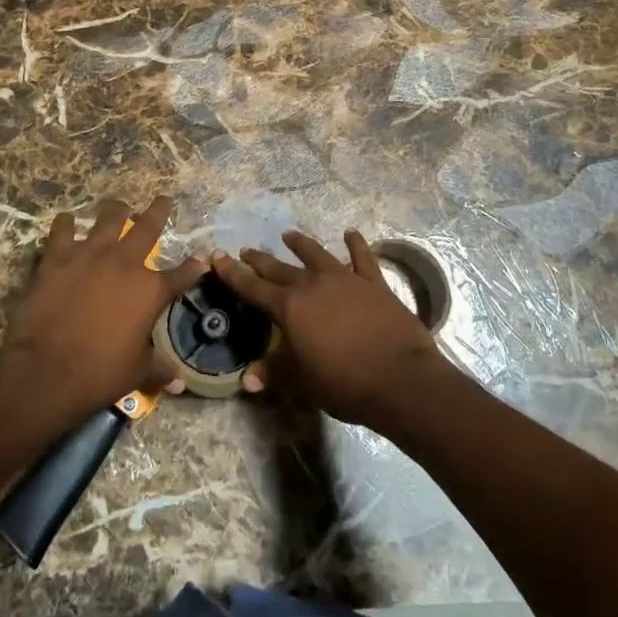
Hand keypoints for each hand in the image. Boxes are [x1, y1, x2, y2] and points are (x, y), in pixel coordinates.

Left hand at [2, 195, 204, 418]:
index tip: (202, 259)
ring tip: (118, 204)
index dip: (194, 266)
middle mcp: (125, 263)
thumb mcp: (136, 372)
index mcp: (150, 291)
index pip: (182, 274)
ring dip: (116, 211)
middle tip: (164, 199)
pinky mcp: (58, 257)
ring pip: (108, 219)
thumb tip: (181, 383)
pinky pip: (63, 231)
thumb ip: (159, 369)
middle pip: (148, 227)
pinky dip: (65, 224)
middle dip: (159, 211)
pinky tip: (66, 220)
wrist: (47, 370)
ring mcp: (90, 255)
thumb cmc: (99, 373)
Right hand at [212, 230, 452, 431]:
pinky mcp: (373, 283)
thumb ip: (274, 372)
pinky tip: (351, 233)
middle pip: (280, 269)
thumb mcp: (302, 383)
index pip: (252, 288)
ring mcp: (345, 279)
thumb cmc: (344, 383)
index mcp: (289, 308)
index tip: (218, 256)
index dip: (233, 274)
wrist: (399, 378)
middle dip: (261, 260)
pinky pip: (362, 258)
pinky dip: (356, 245)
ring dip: (301, 244)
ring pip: (317, 254)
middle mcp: (312, 285)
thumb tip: (247, 378)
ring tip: (289, 234)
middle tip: (247, 250)